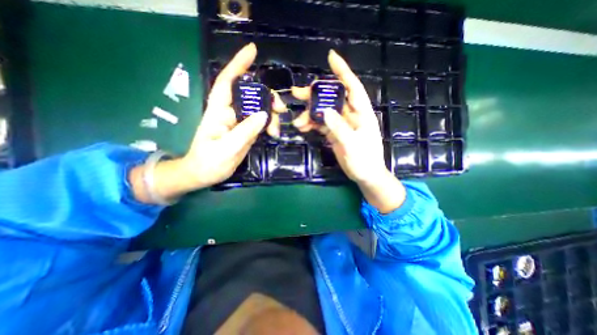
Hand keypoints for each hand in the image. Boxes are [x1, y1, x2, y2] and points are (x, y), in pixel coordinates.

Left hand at [181, 43, 284, 189]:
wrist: (205, 174)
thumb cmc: (209, 162)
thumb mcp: (227, 148)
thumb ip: (245, 131)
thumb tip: (264, 115)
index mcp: (219, 111)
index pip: (228, 81)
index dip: (239, 65)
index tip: (253, 51)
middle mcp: (230, 112)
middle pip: (250, 95)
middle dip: (268, 97)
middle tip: (281, 108)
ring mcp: (239, 122)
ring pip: (259, 109)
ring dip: (272, 115)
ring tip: (277, 130)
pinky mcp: (246, 131)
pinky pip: (261, 122)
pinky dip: (270, 125)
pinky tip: (275, 133)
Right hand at [291, 51, 405, 212]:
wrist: (365, 175)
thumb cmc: (365, 161)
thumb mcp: (353, 145)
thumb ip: (340, 128)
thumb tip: (325, 112)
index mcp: (362, 113)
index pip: (352, 87)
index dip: (342, 72)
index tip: (330, 57)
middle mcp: (351, 115)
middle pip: (332, 98)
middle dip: (315, 94)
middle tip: (297, 93)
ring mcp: (341, 124)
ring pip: (323, 111)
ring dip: (309, 114)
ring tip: (297, 121)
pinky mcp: (334, 132)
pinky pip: (321, 124)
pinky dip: (311, 124)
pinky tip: (302, 127)